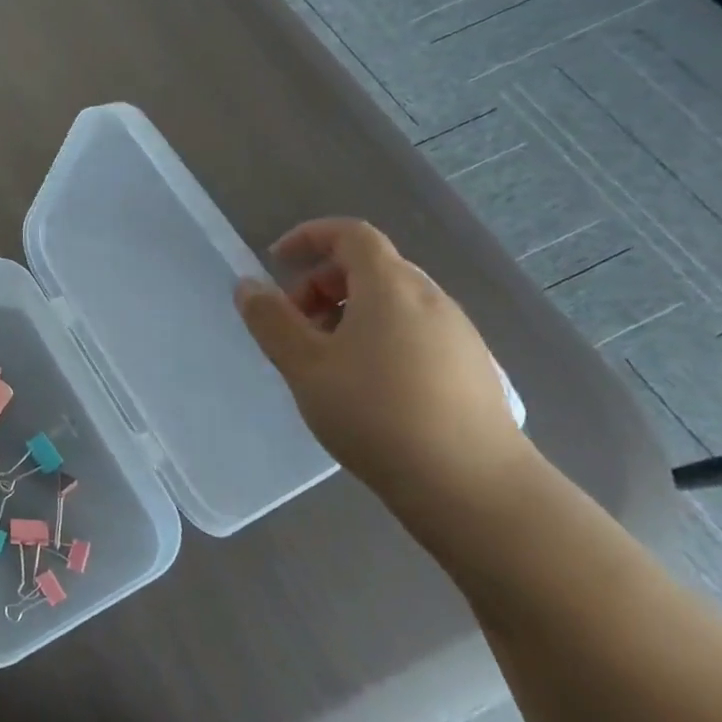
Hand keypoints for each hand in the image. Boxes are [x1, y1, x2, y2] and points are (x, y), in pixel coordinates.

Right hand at [234, 218, 537, 518]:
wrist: (472, 487)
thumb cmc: (376, 414)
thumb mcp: (305, 366)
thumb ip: (271, 321)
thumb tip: (248, 286)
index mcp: (390, 286)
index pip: (350, 234)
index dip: (309, 237)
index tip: (276, 263)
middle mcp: (430, 298)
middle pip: (370, 267)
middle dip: (322, 285)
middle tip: (295, 326)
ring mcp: (458, 333)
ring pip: (393, 302)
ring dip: (349, 314)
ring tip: (326, 362)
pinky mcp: (472, 368)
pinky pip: (415, 331)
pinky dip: (380, 337)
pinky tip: (369, 388)